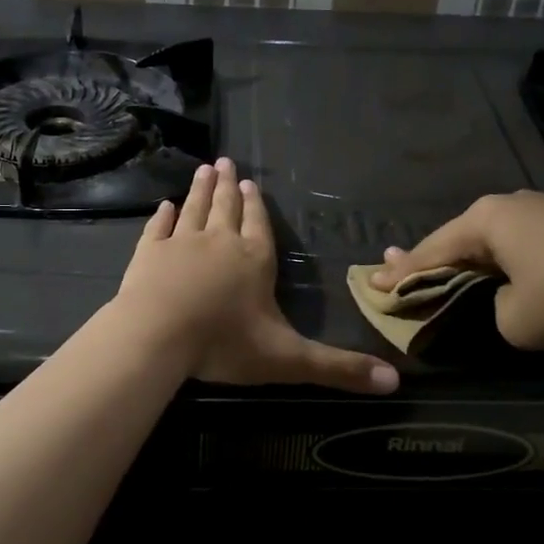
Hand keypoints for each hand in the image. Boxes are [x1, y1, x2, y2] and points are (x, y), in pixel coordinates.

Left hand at [115, 158, 398, 393]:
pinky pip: (158, 228)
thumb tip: (394, 382)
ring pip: (194, 209)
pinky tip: (164, 206)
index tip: (251, 183)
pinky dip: (162, 216)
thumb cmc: (224, 344)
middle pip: (226, 208)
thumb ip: (338, 368)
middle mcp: (220, 242)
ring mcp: (181, 244)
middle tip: (225, 162)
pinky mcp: (148, 254)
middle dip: (228, 186)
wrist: (157, 336)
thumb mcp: (288, 359)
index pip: (259, 226)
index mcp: (254, 260)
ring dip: (199, 190)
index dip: (256, 206)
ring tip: (204, 170)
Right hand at [372, 191, 543, 350]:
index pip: (431, 251)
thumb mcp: (516, 320)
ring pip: (493, 240)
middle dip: (429, 259)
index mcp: (485, 221)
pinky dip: (504, 261)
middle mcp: (509, 205)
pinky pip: (523, 244)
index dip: (401, 274)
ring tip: (445, 271)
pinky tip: (502, 270)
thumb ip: (492, 312)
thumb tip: (506, 300)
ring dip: (469, 260)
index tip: (372, 282)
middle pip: (458, 239)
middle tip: (398, 272)